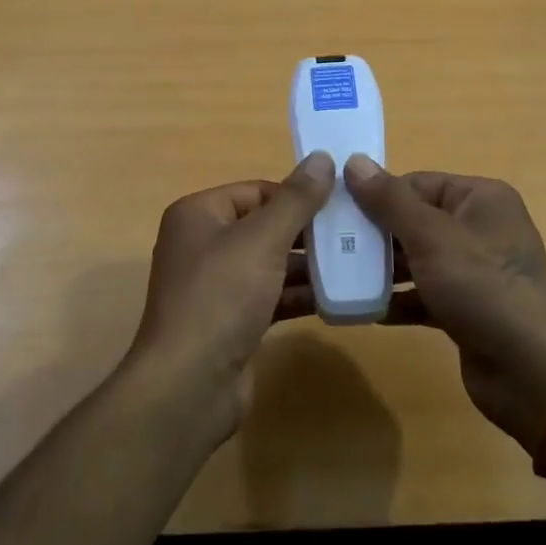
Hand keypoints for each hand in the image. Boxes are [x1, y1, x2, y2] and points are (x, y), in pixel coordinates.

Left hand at [128, 153, 335, 436]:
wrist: (189, 386)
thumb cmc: (221, 297)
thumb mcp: (262, 240)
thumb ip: (296, 200)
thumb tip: (322, 158)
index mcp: (199, 214)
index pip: (256, 191)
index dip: (296, 195)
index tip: (340, 204)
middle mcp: (203, 245)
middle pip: (264, 226)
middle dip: (307, 231)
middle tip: (354, 233)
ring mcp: (216, 286)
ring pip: (270, 264)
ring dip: (308, 265)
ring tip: (356, 262)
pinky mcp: (231, 321)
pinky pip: (270, 297)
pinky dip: (298, 295)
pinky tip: (337, 298)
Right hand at [343, 157, 545, 452]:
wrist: (533, 374)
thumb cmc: (483, 288)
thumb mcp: (431, 237)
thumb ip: (389, 200)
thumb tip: (353, 161)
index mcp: (480, 199)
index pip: (417, 183)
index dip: (377, 195)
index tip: (335, 210)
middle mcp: (480, 228)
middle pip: (415, 220)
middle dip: (375, 234)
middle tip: (330, 245)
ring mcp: (475, 271)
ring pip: (417, 259)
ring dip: (382, 268)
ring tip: (338, 276)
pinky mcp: (467, 308)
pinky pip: (424, 294)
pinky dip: (398, 300)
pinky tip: (365, 309)